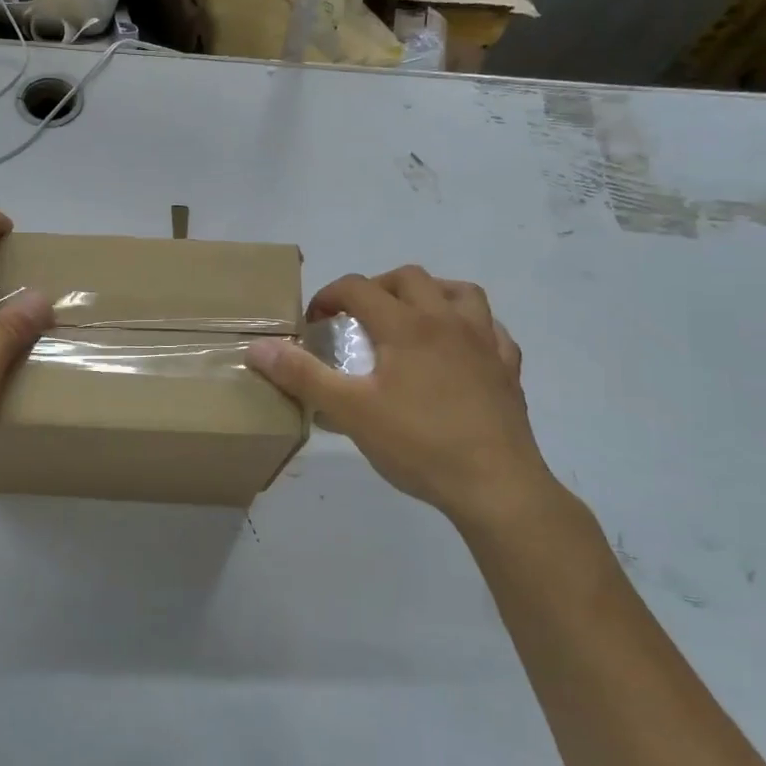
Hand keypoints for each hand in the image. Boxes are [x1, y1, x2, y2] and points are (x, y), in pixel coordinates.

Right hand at [246, 269, 555, 526]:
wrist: (495, 486)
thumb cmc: (418, 444)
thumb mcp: (349, 411)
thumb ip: (302, 375)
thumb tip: (258, 347)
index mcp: (406, 326)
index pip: (358, 288)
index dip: (329, 296)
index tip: (314, 322)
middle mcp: (447, 321)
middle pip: (409, 278)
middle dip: (376, 288)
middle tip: (357, 317)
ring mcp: (484, 343)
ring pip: (461, 292)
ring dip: (430, 294)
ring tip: (410, 318)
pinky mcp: (508, 370)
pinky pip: (492, 330)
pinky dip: (470, 327)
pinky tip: (460, 348)